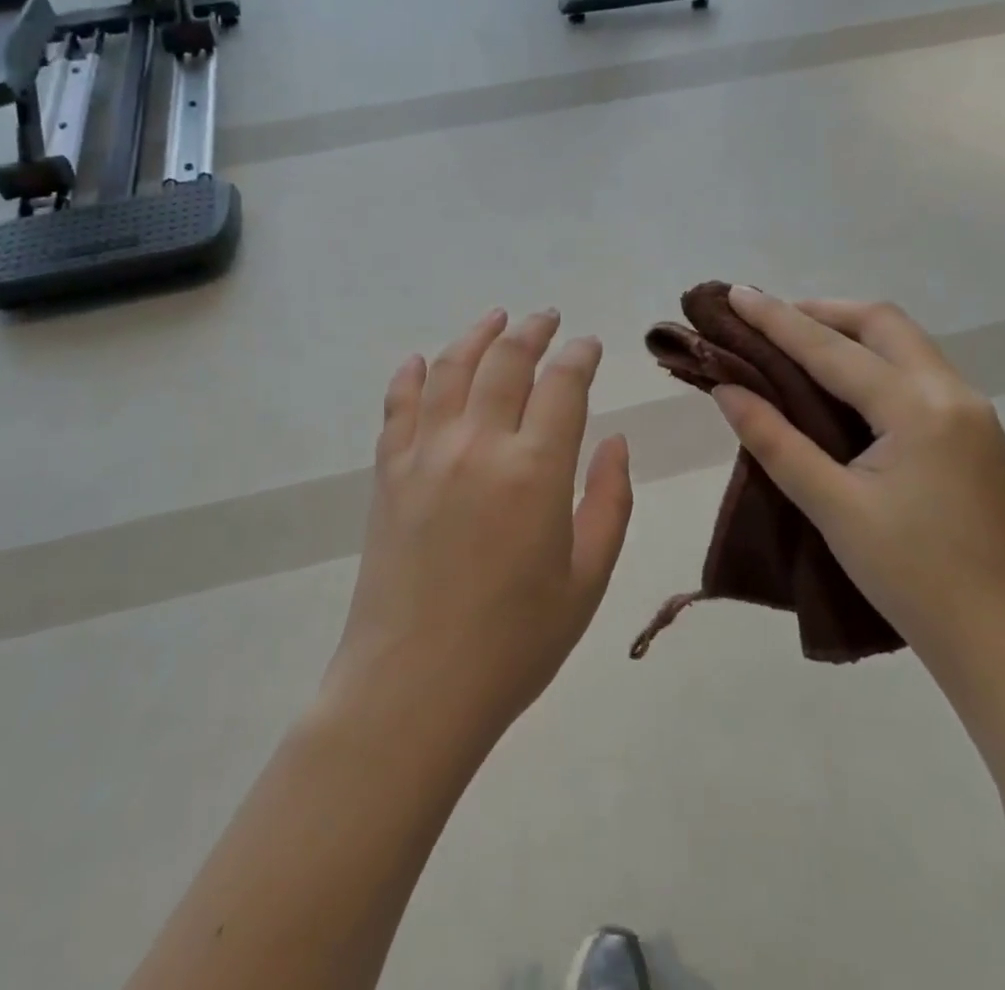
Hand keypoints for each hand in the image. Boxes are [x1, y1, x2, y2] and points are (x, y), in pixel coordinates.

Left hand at [324, 308, 634, 746]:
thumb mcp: (587, 580)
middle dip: (532, 330)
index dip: (580, 355)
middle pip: (506, 360)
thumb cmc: (514, 643)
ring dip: (477, 334)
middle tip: (547, 318)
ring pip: (452, 367)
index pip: (563, 384)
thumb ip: (609, 501)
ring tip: (495, 317)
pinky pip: (399, 404)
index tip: (589, 345)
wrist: (413, 687)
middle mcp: (479, 444)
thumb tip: (616, 442)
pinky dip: (413, 373)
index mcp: (535, 470)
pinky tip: (423, 360)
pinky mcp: (389, 471)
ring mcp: (426, 452)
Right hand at [710, 286, 1004, 690]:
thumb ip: (775, 441)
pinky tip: (845, 388)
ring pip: (905, 345)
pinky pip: (919, 374)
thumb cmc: (914, 579)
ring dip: (851, 334)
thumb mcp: (833, 508)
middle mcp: (954, 394)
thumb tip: (727, 389)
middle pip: (882, 323)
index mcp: (918, 409)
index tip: (734, 293)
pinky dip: (875, 363)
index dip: (776, 319)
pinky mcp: (979, 437)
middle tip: (769, 321)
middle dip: (822, 313)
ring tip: (798, 346)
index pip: (831, 349)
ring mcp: (974, 414)